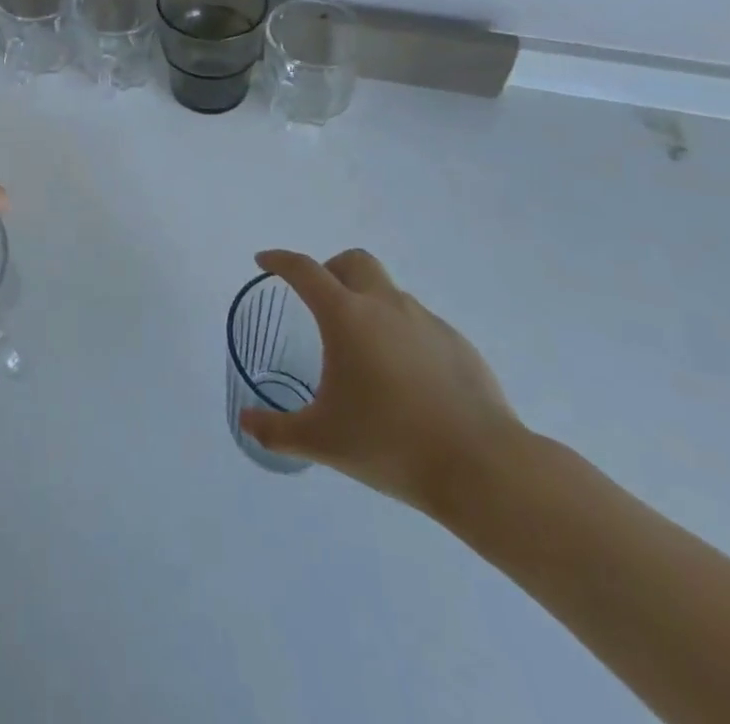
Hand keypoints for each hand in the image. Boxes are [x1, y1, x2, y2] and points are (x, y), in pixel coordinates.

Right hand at [238, 248, 524, 515]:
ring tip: (364, 352)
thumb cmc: (391, 444)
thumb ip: (276, 430)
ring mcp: (427, 322)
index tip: (265, 261)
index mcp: (346, 317)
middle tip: (319, 300)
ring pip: (389, 292)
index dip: (280, 261)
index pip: (304, 270)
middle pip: (353, 261)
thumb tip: (245, 422)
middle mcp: (385, 306)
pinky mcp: (459, 345)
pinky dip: (402, 335)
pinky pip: (420, 324)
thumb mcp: (322, 441)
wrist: (484, 469)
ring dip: (368, 304)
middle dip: (330, 270)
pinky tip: (406, 379)